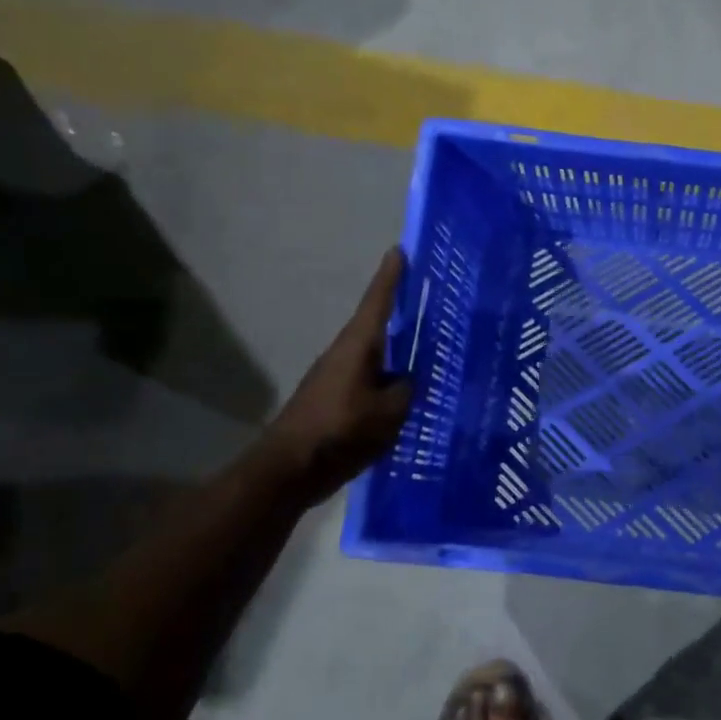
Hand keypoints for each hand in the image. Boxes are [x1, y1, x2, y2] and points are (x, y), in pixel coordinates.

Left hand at [258, 248, 414, 502]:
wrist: (289, 469)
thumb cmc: (340, 432)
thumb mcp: (388, 412)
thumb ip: (405, 389)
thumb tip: (408, 379)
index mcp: (358, 347)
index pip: (378, 302)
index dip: (390, 277)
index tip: (399, 250)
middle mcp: (345, 355)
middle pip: (378, 326)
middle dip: (402, 314)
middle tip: (431, 303)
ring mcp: (337, 378)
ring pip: (376, 356)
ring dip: (398, 351)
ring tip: (428, 351)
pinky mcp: (335, 401)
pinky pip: (370, 381)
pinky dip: (389, 379)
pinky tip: (407, 394)